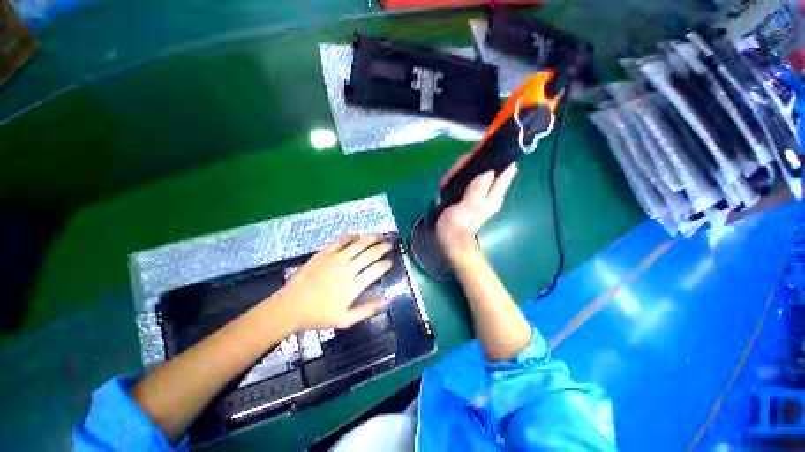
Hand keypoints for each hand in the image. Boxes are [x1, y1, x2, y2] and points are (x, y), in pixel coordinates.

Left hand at [277, 235, 392, 330]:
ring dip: (371, 238)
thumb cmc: (318, 316)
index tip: (391, 261)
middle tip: (390, 244)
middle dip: (383, 247)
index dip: (386, 264)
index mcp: (353, 285)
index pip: (376, 270)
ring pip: (358, 244)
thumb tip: (386, 301)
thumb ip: (367, 310)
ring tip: (380, 235)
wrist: (291, 307)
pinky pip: (341, 241)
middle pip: (370, 254)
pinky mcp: (324, 253)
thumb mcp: (345, 320)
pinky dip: (351, 237)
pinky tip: (357, 236)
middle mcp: (347, 268)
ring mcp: (335, 259)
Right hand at [437, 155, 517, 260]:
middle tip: (459, 166)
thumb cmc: (456, 227)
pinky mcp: (468, 195)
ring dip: (463, 169)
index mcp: (494, 195)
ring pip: (476, 172)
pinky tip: (448, 181)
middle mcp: (490, 192)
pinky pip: (466, 179)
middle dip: (475, 163)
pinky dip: (458, 176)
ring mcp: (478, 193)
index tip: (483, 151)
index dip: (499, 157)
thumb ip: (476, 191)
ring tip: (450, 176)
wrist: (448, 241)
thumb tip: (488, 171)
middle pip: (489, 168)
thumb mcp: (466, 209)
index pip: (506, 170)